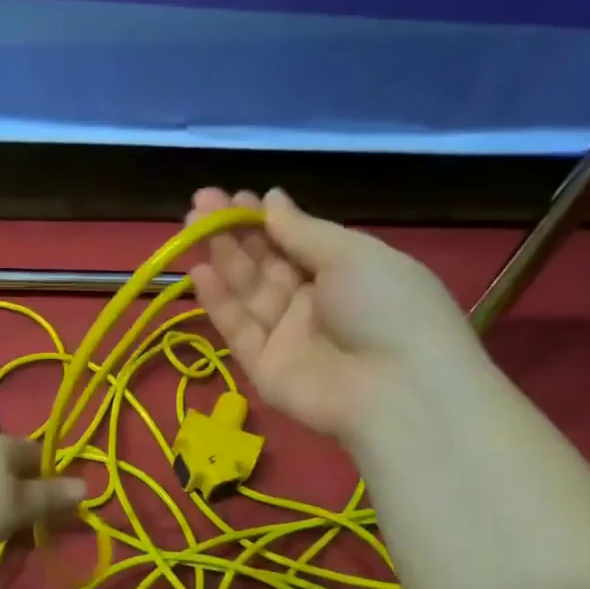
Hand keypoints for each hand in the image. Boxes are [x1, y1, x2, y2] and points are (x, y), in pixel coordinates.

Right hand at [186, 187, 483, 441]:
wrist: (397, 391)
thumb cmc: (387, 307)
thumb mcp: (352, 255)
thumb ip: (303, 231)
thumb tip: (271, 199)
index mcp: (345, 274)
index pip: (295, 242)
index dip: (264, 220)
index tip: (234, 197)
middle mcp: (313, 303)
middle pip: (265, 264)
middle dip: (234, 233)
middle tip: (201, 203)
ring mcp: (287, 337)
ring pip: (247, 293)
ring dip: (221, 259)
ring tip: (192, 226)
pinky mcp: (264, 368)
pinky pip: (238, 330)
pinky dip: (219, 302)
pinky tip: (199, 271)